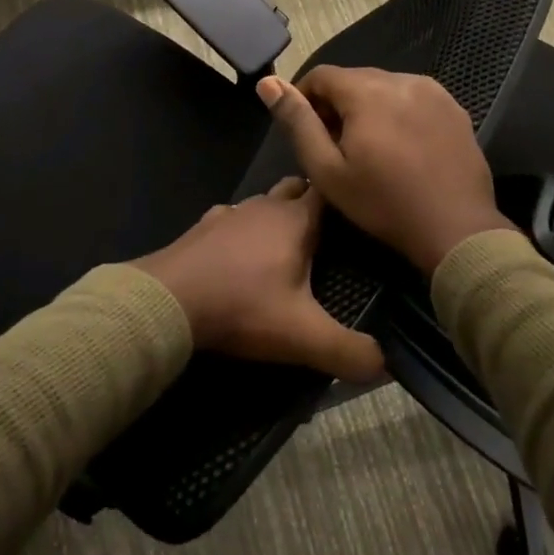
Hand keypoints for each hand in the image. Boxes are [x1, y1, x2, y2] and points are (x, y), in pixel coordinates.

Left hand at [135, 179, 383, 382]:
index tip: (363, 213)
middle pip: (296, 189)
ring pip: (263, 203)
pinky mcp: (203, 227)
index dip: (347, 199)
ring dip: (277, 217)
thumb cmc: (242, 307)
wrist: (167, 300)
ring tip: (288, 246)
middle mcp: (264, 206)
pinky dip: (243, 231)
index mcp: (295, 220)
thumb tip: (386, 365)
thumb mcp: (303, 336)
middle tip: (330, 235)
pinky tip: (240, 256)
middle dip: (313, 203)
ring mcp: (230, 213)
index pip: (330, 192)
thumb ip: (349, 351)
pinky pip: (233, 220)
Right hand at [256, 67, 511, 276]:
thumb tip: (268, 83)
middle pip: (354, 79)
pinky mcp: (454, 108)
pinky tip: (400, 147)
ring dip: (368, 107)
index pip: (321, 75)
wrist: (456, 229)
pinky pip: (413, 98)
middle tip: (334, 145)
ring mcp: (433, 91)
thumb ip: (297, 122)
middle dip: (337, 104)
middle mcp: (401, 79)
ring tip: (368, 148)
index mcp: (367, 91)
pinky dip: (397, 113)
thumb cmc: (383, 203)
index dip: (304, 98)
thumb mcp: (327, 169)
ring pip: (384, 87)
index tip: (304, 130)